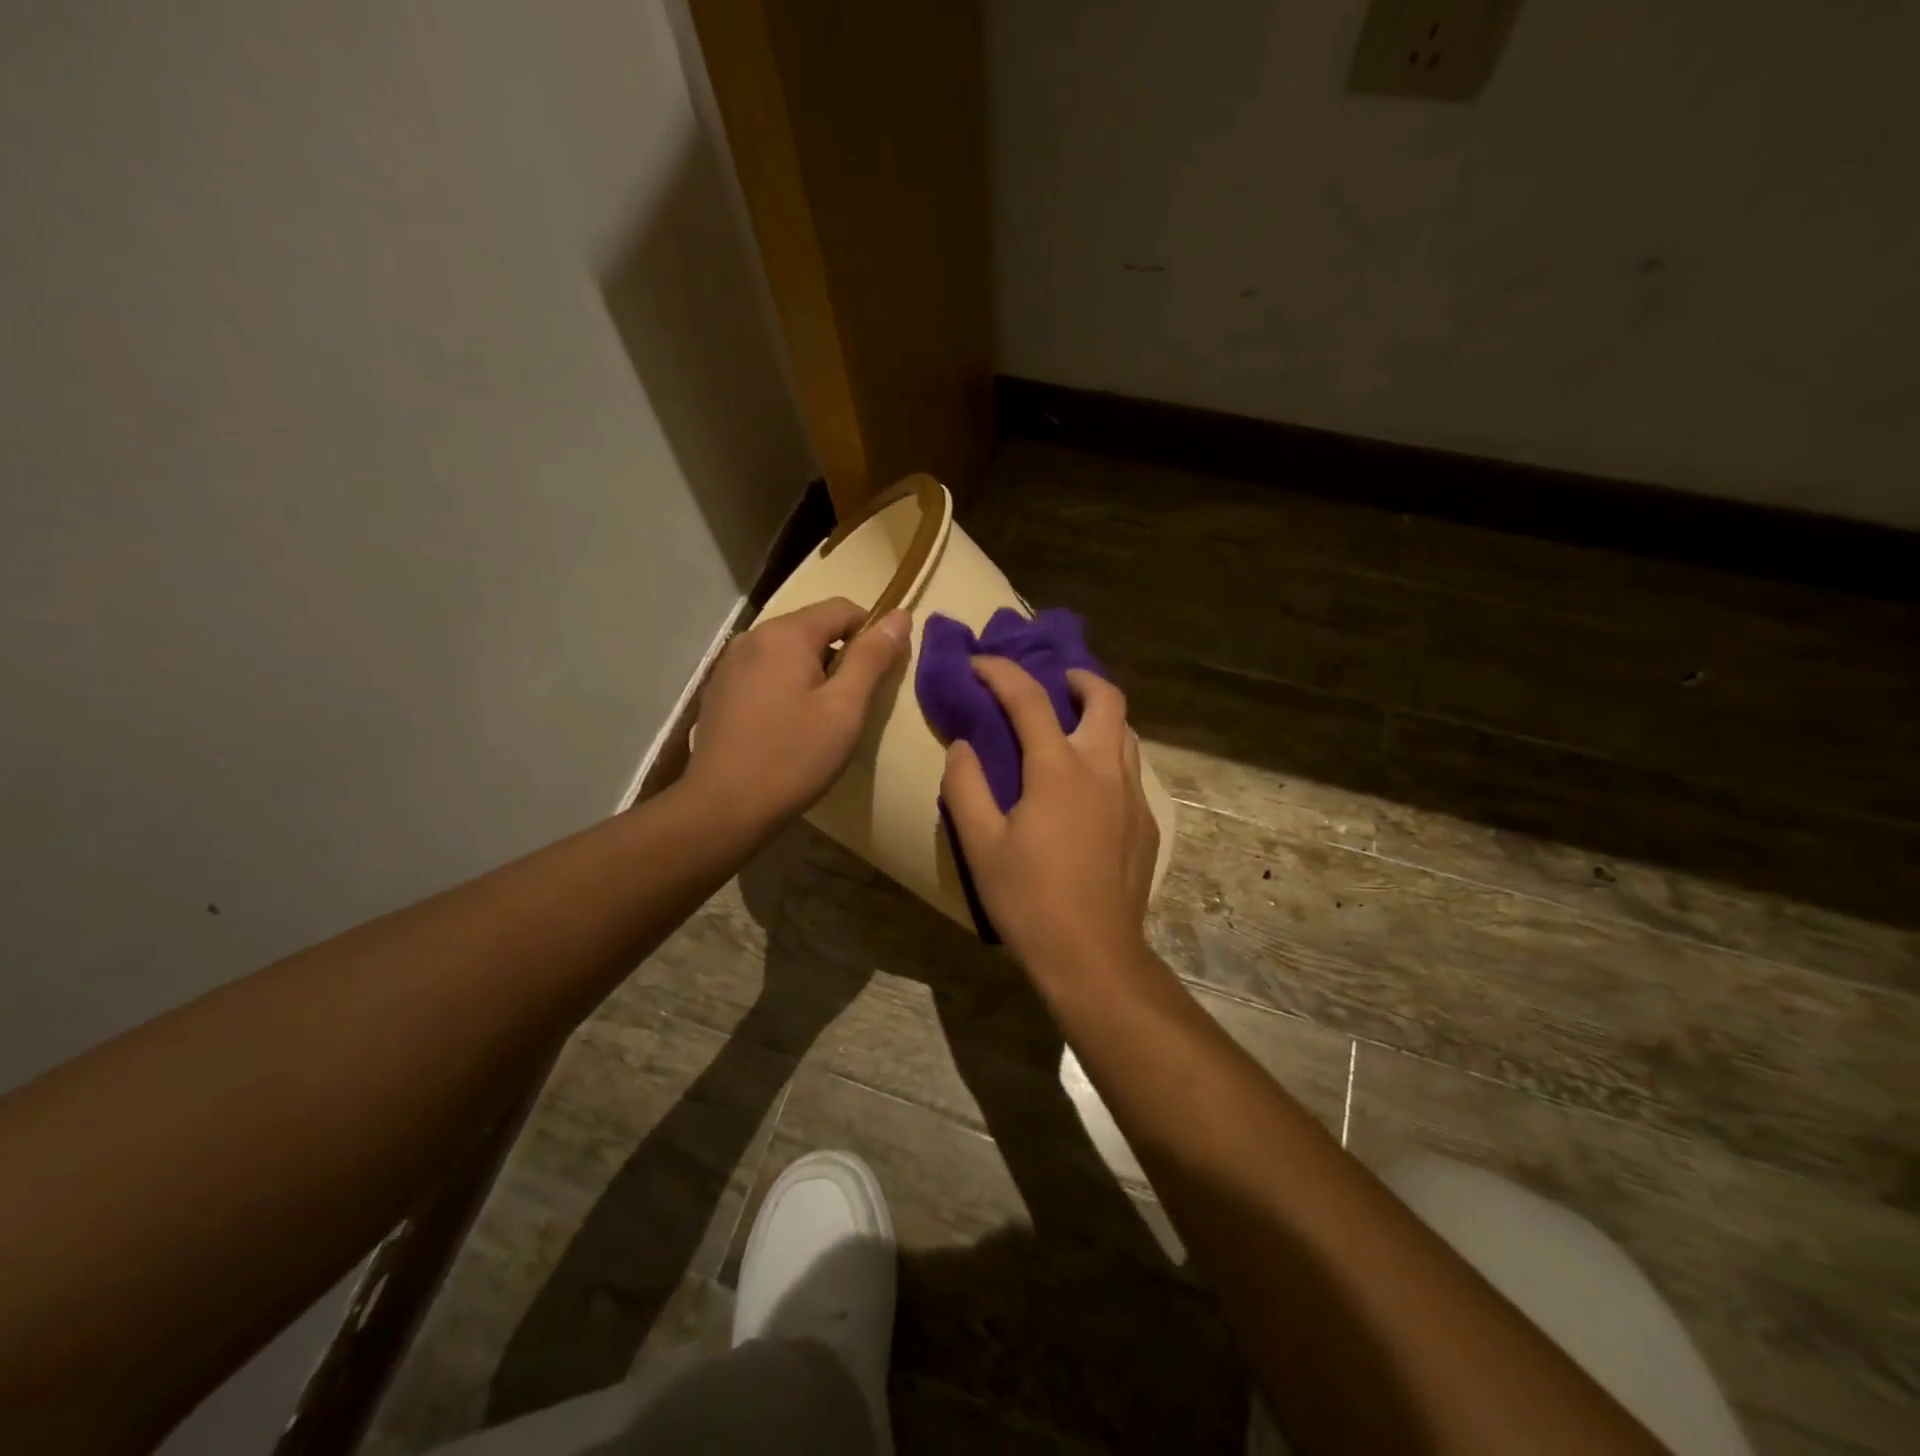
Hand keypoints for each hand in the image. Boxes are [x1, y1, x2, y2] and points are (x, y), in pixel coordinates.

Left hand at [685, 598, 908, 833]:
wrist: (723, 807)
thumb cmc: (793, 757)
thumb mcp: (845, 709)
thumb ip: (872, 658)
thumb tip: (899, 615)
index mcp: (785, 634)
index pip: (842, 609)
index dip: (871, 633)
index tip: (881, 675)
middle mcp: (752, 636)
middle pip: (813, 629)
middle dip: (840, 657)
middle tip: (853, 706)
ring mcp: (730, 664)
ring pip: (788, 653)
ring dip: (813, 674)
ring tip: (821, 720)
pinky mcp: (719, 691)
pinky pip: (765, 674)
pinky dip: (786, 688)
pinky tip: (787, 727)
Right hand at [941, 658, 1160, 989]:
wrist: (1093, 956)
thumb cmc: (1029, 900)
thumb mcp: (980, 844)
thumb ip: (966, 785)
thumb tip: (963, 745)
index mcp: (1059, 770)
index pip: (1029, 699)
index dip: (1001, 672)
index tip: (979, 663)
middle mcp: (1103, 770)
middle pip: (1105, 698)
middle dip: (1078, 678)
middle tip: (1053, 683)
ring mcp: (1132, 796)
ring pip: (1125, 732)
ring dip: (1099, 715)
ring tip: (1071, 726)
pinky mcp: (1146, 824)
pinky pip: (1130, 770)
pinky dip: (1109, 755)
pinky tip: (1088, 787)